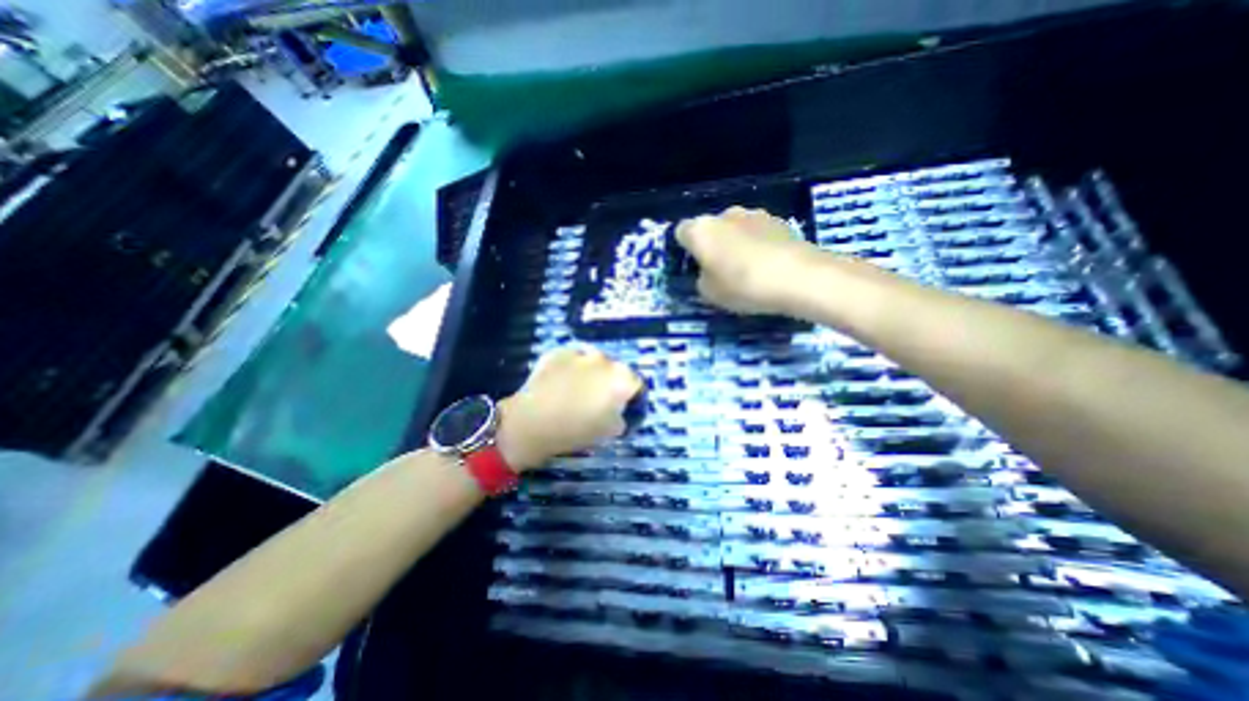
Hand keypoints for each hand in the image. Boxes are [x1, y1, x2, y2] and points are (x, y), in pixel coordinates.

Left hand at [495, 345, 642, 471]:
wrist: (532, 422)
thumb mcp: (610, 432)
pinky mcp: (558, 351)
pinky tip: (560, 383)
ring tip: (576, 390)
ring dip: (591, 373)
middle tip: (599, 400)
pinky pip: (572, 359)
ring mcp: (580, 352)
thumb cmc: (577, 430)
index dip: (632, 397)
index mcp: (622, 378)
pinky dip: (571, 368)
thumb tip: (618, 412)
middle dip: (610, 382)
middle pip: (615, 370)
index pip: (637, 384)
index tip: (624, 408)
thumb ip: (622, 417)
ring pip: (593, 362)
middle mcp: (605, 359)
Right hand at [679, 206, 827, 315]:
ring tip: (748, 269)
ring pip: (735, 229)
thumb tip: (708, 272)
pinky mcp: (780, 220)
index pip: (681, 232)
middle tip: (720, 271)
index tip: (694, 267)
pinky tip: (768, 265)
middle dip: (712, 245)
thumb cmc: (743, 285)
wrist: (799, 277)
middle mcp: (725, 214)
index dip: (685, 249)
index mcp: (701, 230)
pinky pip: (758, 233)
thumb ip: (701, 279)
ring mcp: (754, 214)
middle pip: (711, 228)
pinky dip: (758, 245)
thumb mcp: (709, 294)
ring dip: (736, 244)